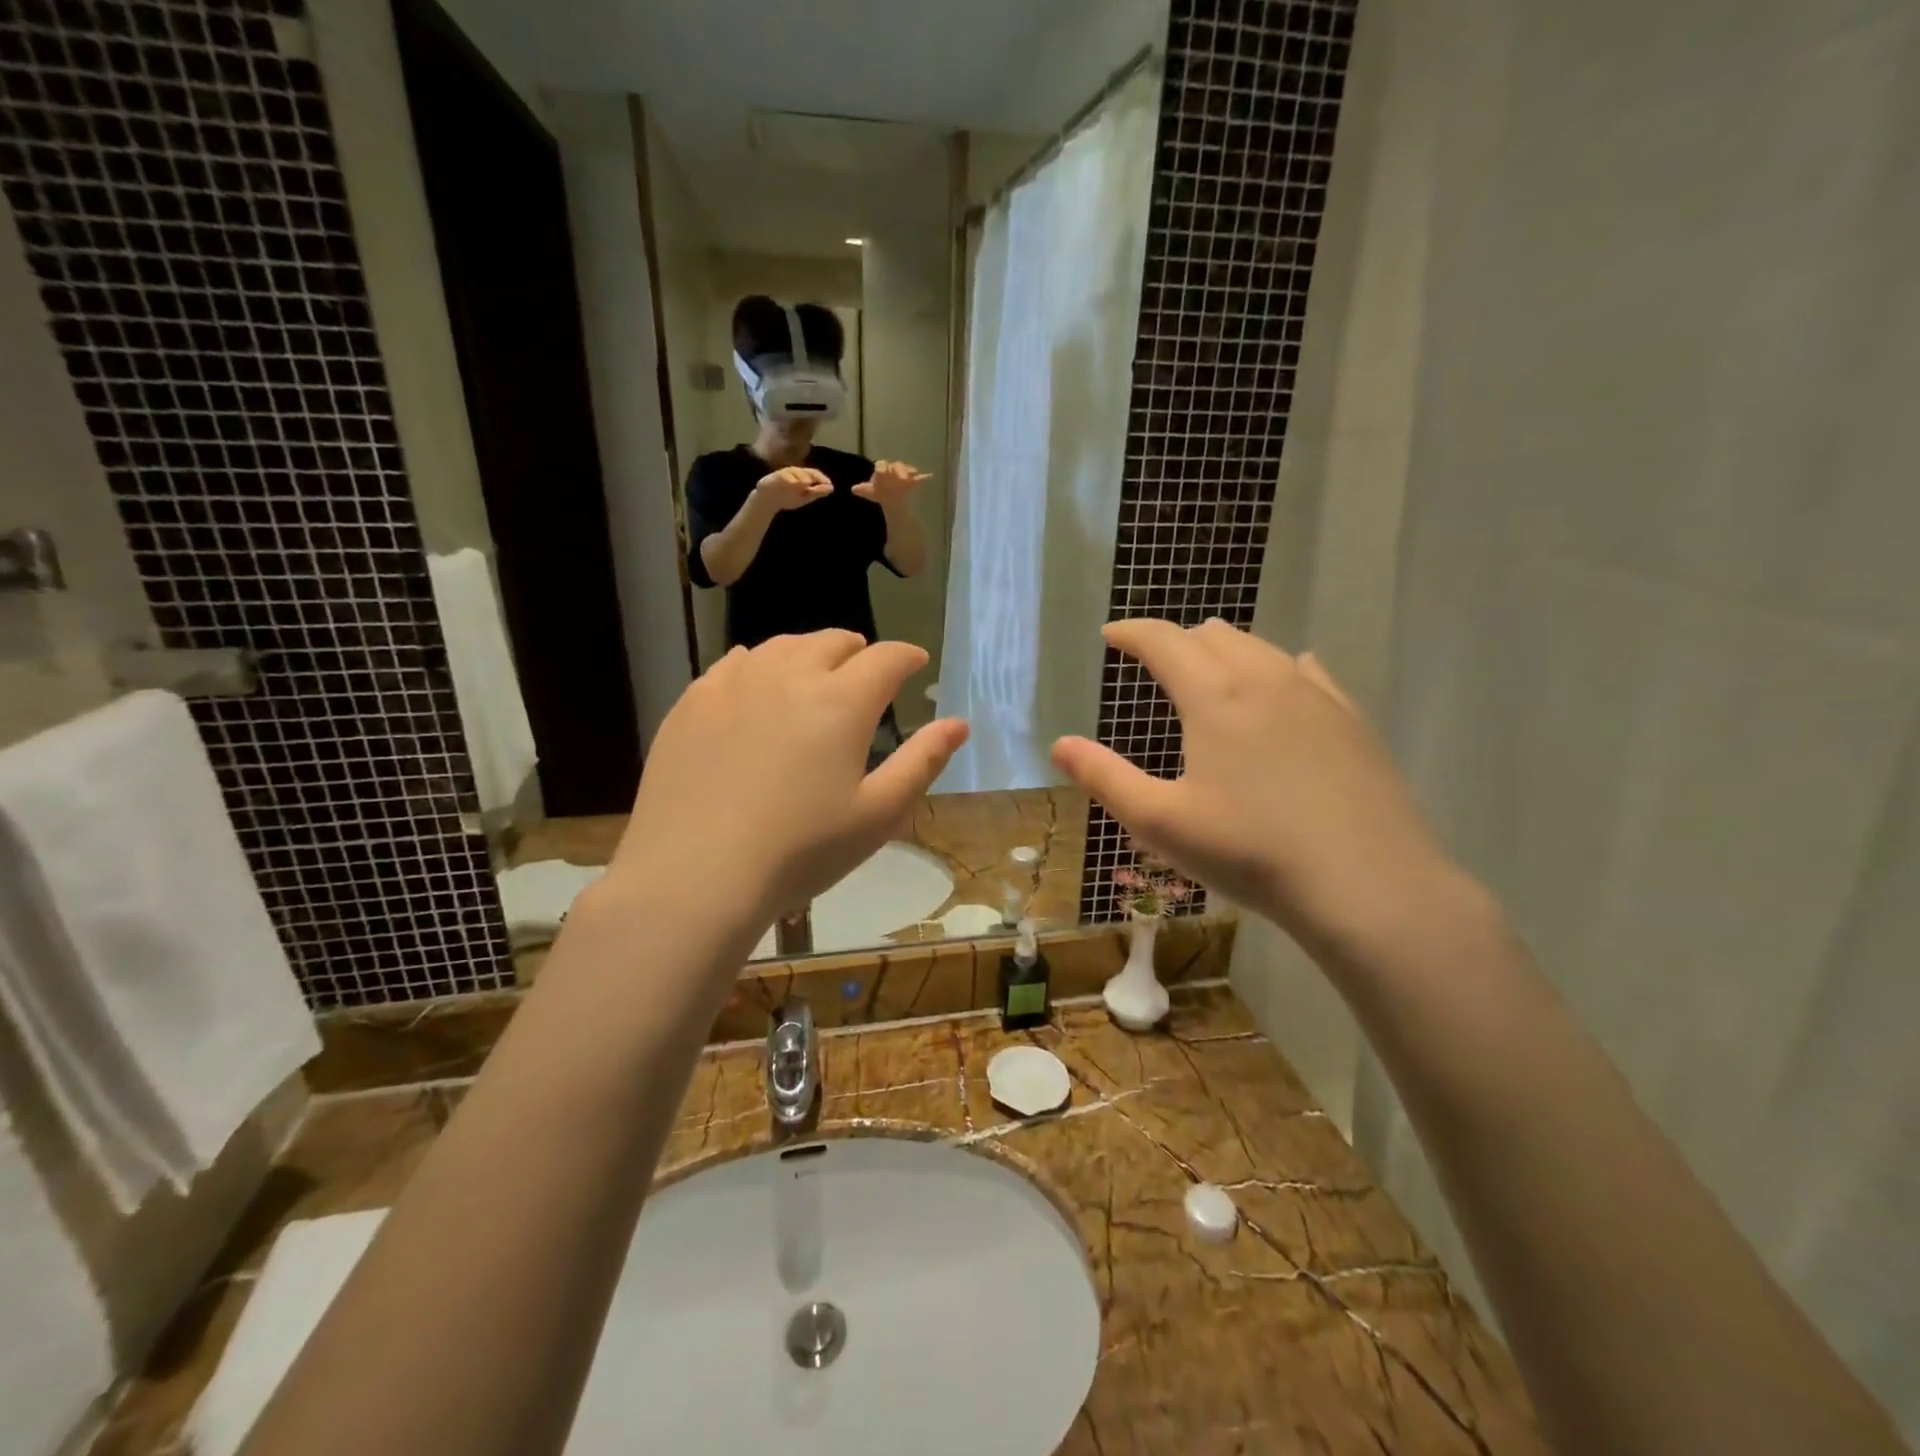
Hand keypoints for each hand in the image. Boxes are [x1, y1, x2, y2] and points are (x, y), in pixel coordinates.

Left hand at [613, 631, 968, 931]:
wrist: (696, 875)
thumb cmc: (801, 850)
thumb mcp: (878, 815)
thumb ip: (923, 762)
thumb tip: (958, 723)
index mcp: (841, 702)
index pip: (885, 659)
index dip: (906, 656)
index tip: (915, 662)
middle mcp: (789, 676)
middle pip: (831, 641)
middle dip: (857, 650)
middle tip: (865, 668)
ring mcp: (734, 684)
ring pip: (781, 646)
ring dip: (809, 652)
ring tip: (815, 672)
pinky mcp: (693, 702)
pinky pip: (733, 664)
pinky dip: (758, 665)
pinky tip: (756, 681)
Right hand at [755, 466, 833, 510]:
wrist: (767, 501)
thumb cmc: (787, 497)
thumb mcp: (804, 496)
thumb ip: (816, 492)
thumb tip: (831, 488)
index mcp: (802, 476)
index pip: (814, 474)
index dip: (822, 479)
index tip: (830, 485)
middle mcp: (794, 472)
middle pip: (806, 472)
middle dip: (815, 476)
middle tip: (823, 482)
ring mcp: (784, 474)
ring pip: (795, 473)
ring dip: (803, 477)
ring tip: (809, 483)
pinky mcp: (774, 478)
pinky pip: (783, 477)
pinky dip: (790, 480)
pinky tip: (795, 483)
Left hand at [851, 460, 929, 505]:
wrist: (890, 497)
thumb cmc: (879, 491)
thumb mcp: (870, 492)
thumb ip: (863, 490)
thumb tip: (853, 489)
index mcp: (882, 470)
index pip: (881, 465)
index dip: (882, 468)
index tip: (882, 472)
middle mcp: (893, 469)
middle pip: (896, 466)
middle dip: (899, 470)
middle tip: (902, 477)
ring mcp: (903, 474)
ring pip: (906, 470)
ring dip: (909, 472)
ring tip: (914, 475)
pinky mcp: (913, 480)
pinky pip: (919, 477)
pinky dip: (924, 477)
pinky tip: (930, 476)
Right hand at [1051, 619, 1456, 952]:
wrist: (1369, 885)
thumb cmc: (1251, 852)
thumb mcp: (1160, 822)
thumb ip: (1104, 778)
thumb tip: (1058, 744)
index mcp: (1214, 696)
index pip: (1164, 641)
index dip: (1132, 633)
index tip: (1111, 635)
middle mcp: (1265, 679)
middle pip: (1212, 636)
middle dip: (1176, 640)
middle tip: (1155, 662)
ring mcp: (1316, 696)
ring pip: (1260, 648)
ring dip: (1224, 650)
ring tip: (1208, 670)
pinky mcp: (1351, 720)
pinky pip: (1305, 671)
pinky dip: (1276, 667)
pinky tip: (1282, 680)